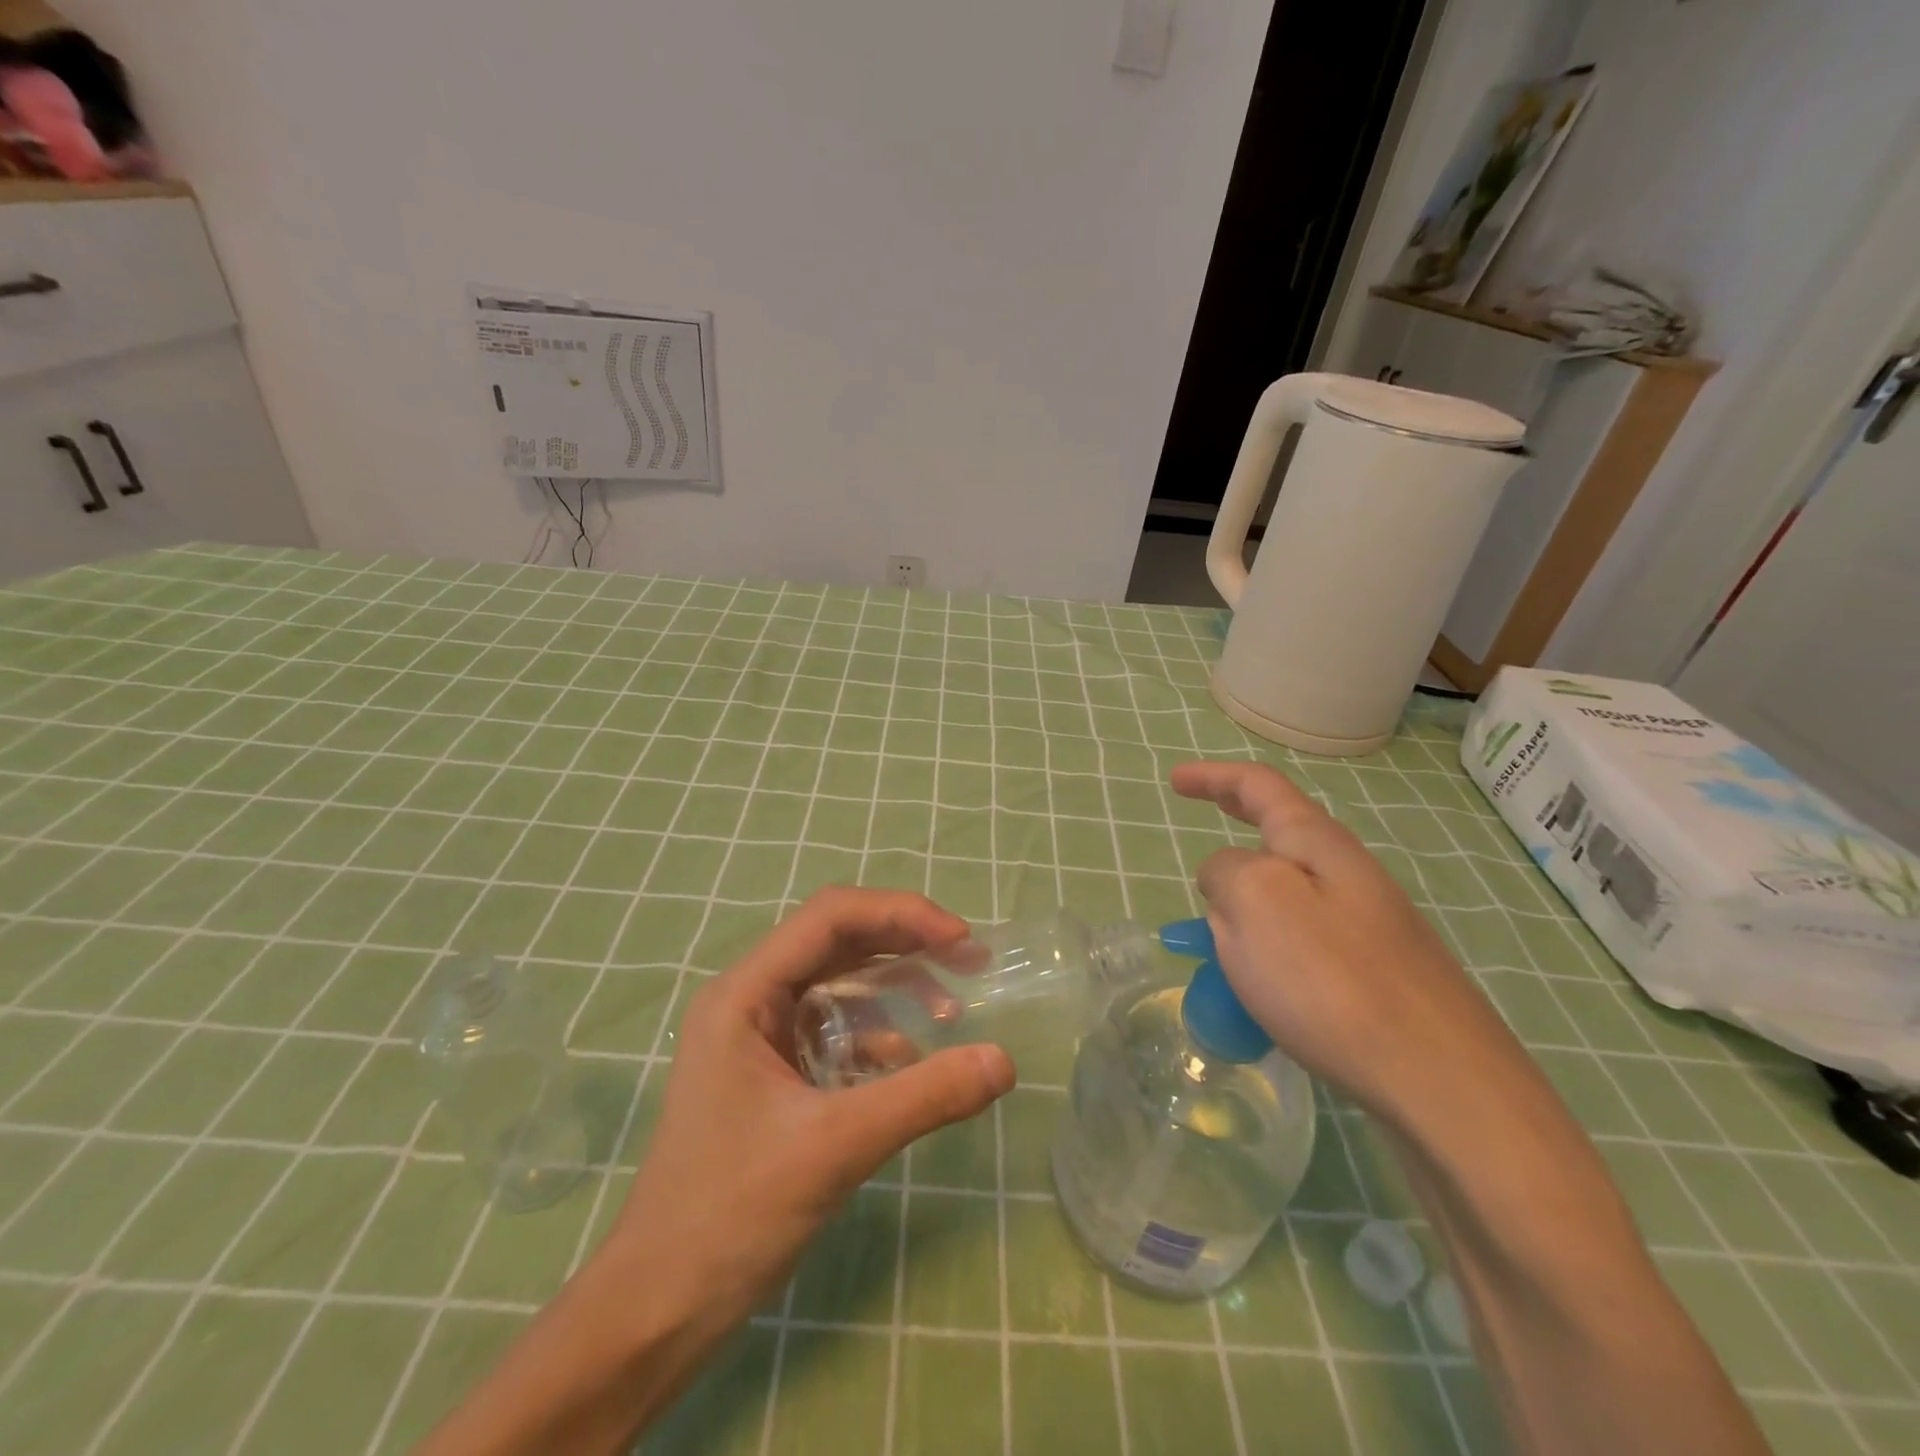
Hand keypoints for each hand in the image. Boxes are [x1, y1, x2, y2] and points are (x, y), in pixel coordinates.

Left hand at [418, 889, 1013, 1455]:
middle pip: (837, 942)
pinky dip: (877, 1037)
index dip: (900, 914)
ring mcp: (759, 1037)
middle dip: (904, 945)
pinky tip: (909, 1066)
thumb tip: (1004, 1062)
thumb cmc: (731, 1214)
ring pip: (839, 985)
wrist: (658, 1310)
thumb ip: (924, 1097)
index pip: (829, 917)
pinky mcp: (773, 1074)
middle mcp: (750, 1000)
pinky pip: (835, 1030)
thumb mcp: (837, 1147)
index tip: (959, 939)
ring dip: (894, 990)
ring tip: (948, 1013)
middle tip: (968, 961)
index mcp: (745, 994)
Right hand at [1171, 760, 1531, 1127]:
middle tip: (1198, 817)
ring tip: (1214, 940)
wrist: (1441, 1082)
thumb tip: (1226, 877)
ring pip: (1288, 893)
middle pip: (1281, 832)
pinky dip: (1267, 946)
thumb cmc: (1333, 980)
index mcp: (1317, 844)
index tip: (1175, 781)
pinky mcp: (1376, 975)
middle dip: (1236, 820)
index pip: (1260, 787)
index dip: (1213, 778)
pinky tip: (1258, 988)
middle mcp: (1348, 873)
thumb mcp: (1256, 903)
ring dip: (1246, 900)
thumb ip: (1226, 872)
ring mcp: (1368, 925)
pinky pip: (1302, 941)